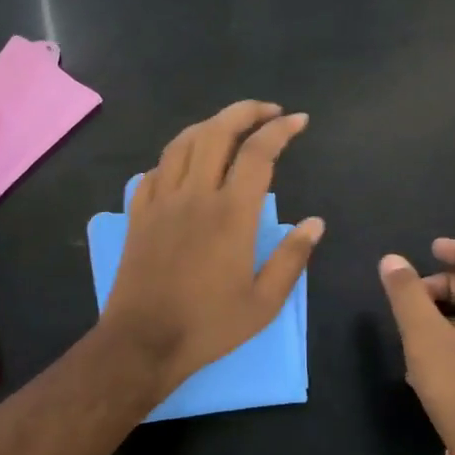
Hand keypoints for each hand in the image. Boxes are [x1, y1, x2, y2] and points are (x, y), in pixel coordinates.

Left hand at [100, 101, 323, 393]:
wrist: (142, 343)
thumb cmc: (208, 326)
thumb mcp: (264, 303)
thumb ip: (292, 259)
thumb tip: (315, 223)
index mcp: (231, 215)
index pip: (258, 153)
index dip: (280, 130)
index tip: (298, 121)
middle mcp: (195, 196)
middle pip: (217, 132)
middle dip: (245, 111)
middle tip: (268, 111)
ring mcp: (161, 201)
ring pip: (183, 143)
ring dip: (209, 125)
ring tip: (230, 126)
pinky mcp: (138, 214)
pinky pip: (155, 169)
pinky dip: (176, 155)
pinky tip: (186, 162)